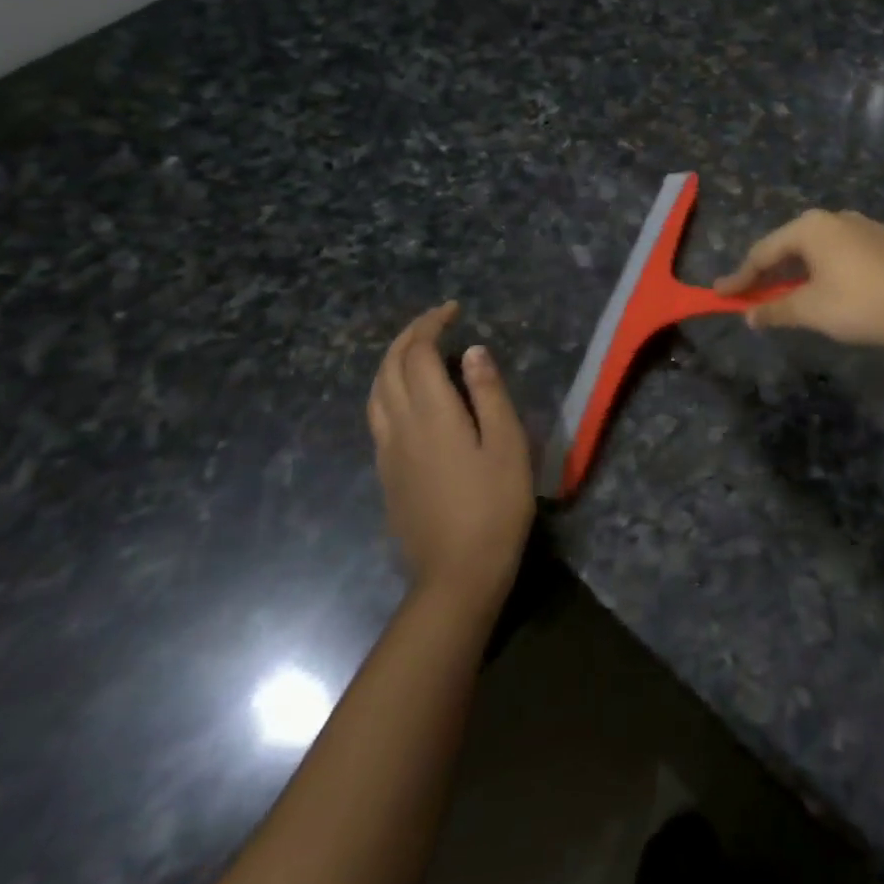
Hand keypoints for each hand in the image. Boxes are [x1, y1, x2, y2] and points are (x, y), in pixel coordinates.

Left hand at [367, 303, 534, 608]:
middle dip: (409, 336)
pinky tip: (407, 397)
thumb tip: (472, 351)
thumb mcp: (507, 445)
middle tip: (437, 321)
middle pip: (390, 367)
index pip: (418, 354)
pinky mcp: (386, 474)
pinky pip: (377, 415)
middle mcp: (400, 426)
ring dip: (392, 360)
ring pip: (376, 391)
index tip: (453, 310)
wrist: (457, 574)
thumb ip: (489, 393)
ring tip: (417, 350)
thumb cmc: (495, 506)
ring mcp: (387, 452)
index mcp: (431, 415)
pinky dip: (388, 388)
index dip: (431, 325)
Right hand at [714, 210, 883, 352]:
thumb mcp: (814, 311)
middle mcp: (837, 218)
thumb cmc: (867, 303)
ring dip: (802, 273)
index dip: (740, 277)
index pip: (762, 252)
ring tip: (794, 297)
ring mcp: (868, 226)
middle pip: (791, 246)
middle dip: (771, 273)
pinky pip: (848, 255)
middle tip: (754, 296)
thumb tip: (749, 315)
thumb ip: (776, 310)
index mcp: (811, 228)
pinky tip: (839, 292)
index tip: (720, 294)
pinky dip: (831, 272)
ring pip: (822, 250)